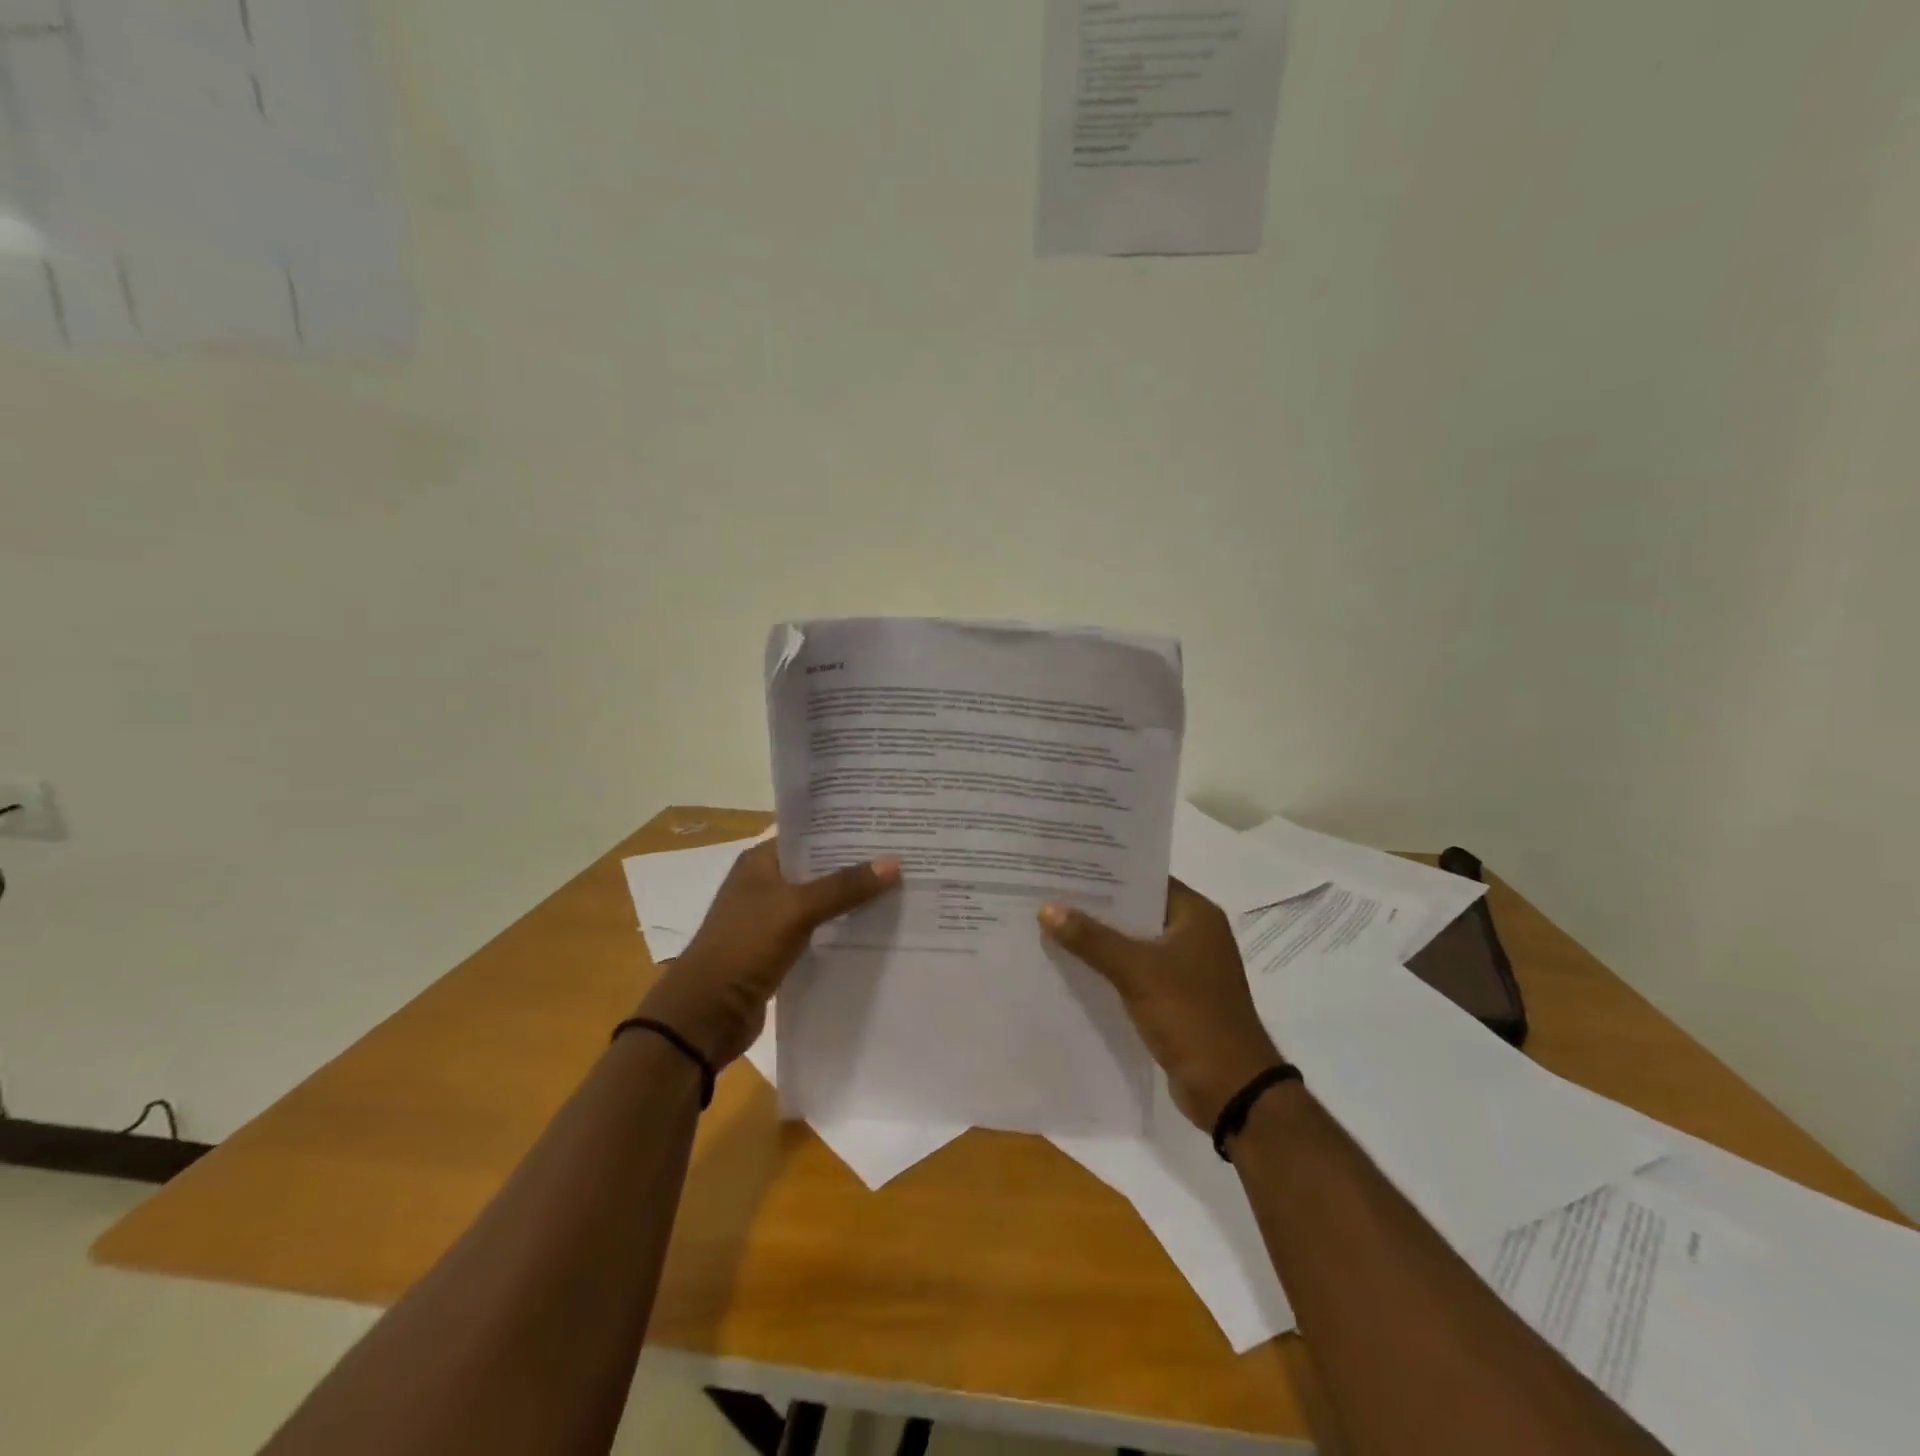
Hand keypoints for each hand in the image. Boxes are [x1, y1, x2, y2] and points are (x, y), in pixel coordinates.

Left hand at [636, 839, 900, 1066]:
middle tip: (903, 855)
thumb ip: (844, 886)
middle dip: (855, 864)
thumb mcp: (796, 909)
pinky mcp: (779, 951)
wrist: (705, 1015)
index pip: (807, 833)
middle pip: (817, 867)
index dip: (843, 828)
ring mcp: (771, 919)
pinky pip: (818, 931)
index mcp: (760, 862)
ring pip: (820, 900)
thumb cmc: (744, 947)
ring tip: (899, 888)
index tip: (884, 824)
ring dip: (850, 898)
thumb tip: (894, 863)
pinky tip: (875, 928)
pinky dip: (841, 929)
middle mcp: (765, 884)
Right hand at [1040, 879, 1283, 1130]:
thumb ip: (1092, 939)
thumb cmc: (1192, 1016)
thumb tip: (1047, 907)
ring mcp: (1186, 968)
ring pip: (1134, 943)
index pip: (1146, 879)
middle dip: (1096, 906)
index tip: (1067, 865)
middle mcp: (1194, 934)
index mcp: (1196, 915)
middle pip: (1137, 911)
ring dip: (1100, 940)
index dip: (1107, 872)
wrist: (1231, 1089)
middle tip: (1049, 892)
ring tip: (1051, 924)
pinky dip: (1109, 969)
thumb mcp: (1137, 971)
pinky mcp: (1175, 998)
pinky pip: (1135, 972)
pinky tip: (1072, 966)